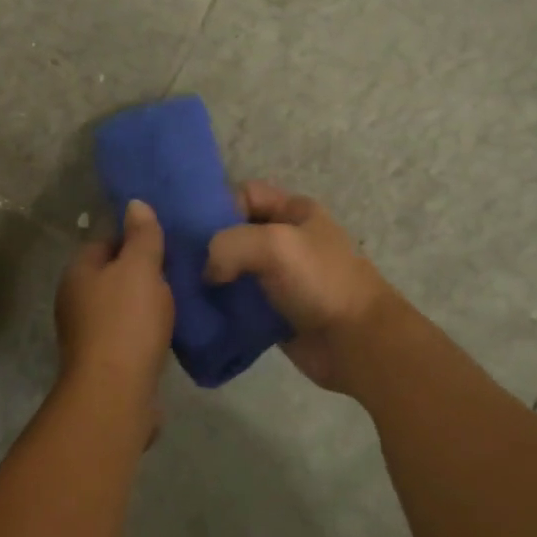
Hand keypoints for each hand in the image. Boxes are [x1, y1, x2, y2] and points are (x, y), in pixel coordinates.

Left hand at [54, 200, 173, 418]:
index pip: (105, 239)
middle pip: (112, 273)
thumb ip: (141, 236)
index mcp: (79, 271)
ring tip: (179, 296)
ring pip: (121, 304)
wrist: (115, 394)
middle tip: (178, 266)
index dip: (134, 235)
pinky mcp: (104, 360)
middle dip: (142, 269)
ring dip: (145, 301)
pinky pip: (128, 332)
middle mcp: (75, 299)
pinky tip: (168, 329)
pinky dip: (145, 328)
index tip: (165, 237)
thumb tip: (135, 203)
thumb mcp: (140, 268)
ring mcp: (87, 332)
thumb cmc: (126, 322)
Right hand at [204, 182, 391, 392]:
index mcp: (294, 211)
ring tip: (184, 289)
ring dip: (211, 279)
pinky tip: (200, 312)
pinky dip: (221, 307)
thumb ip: (229, 244)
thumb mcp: (273, 244)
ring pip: (234, 269)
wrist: (358, 343)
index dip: (220, 206)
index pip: (245, 194)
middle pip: (236, 232)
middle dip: (208, 245)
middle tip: (179, 262)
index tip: (196, 231)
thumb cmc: (320, 282)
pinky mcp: (274, 312)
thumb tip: (208, 273)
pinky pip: (239, 303)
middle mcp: (286, 240)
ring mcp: (280, 278)